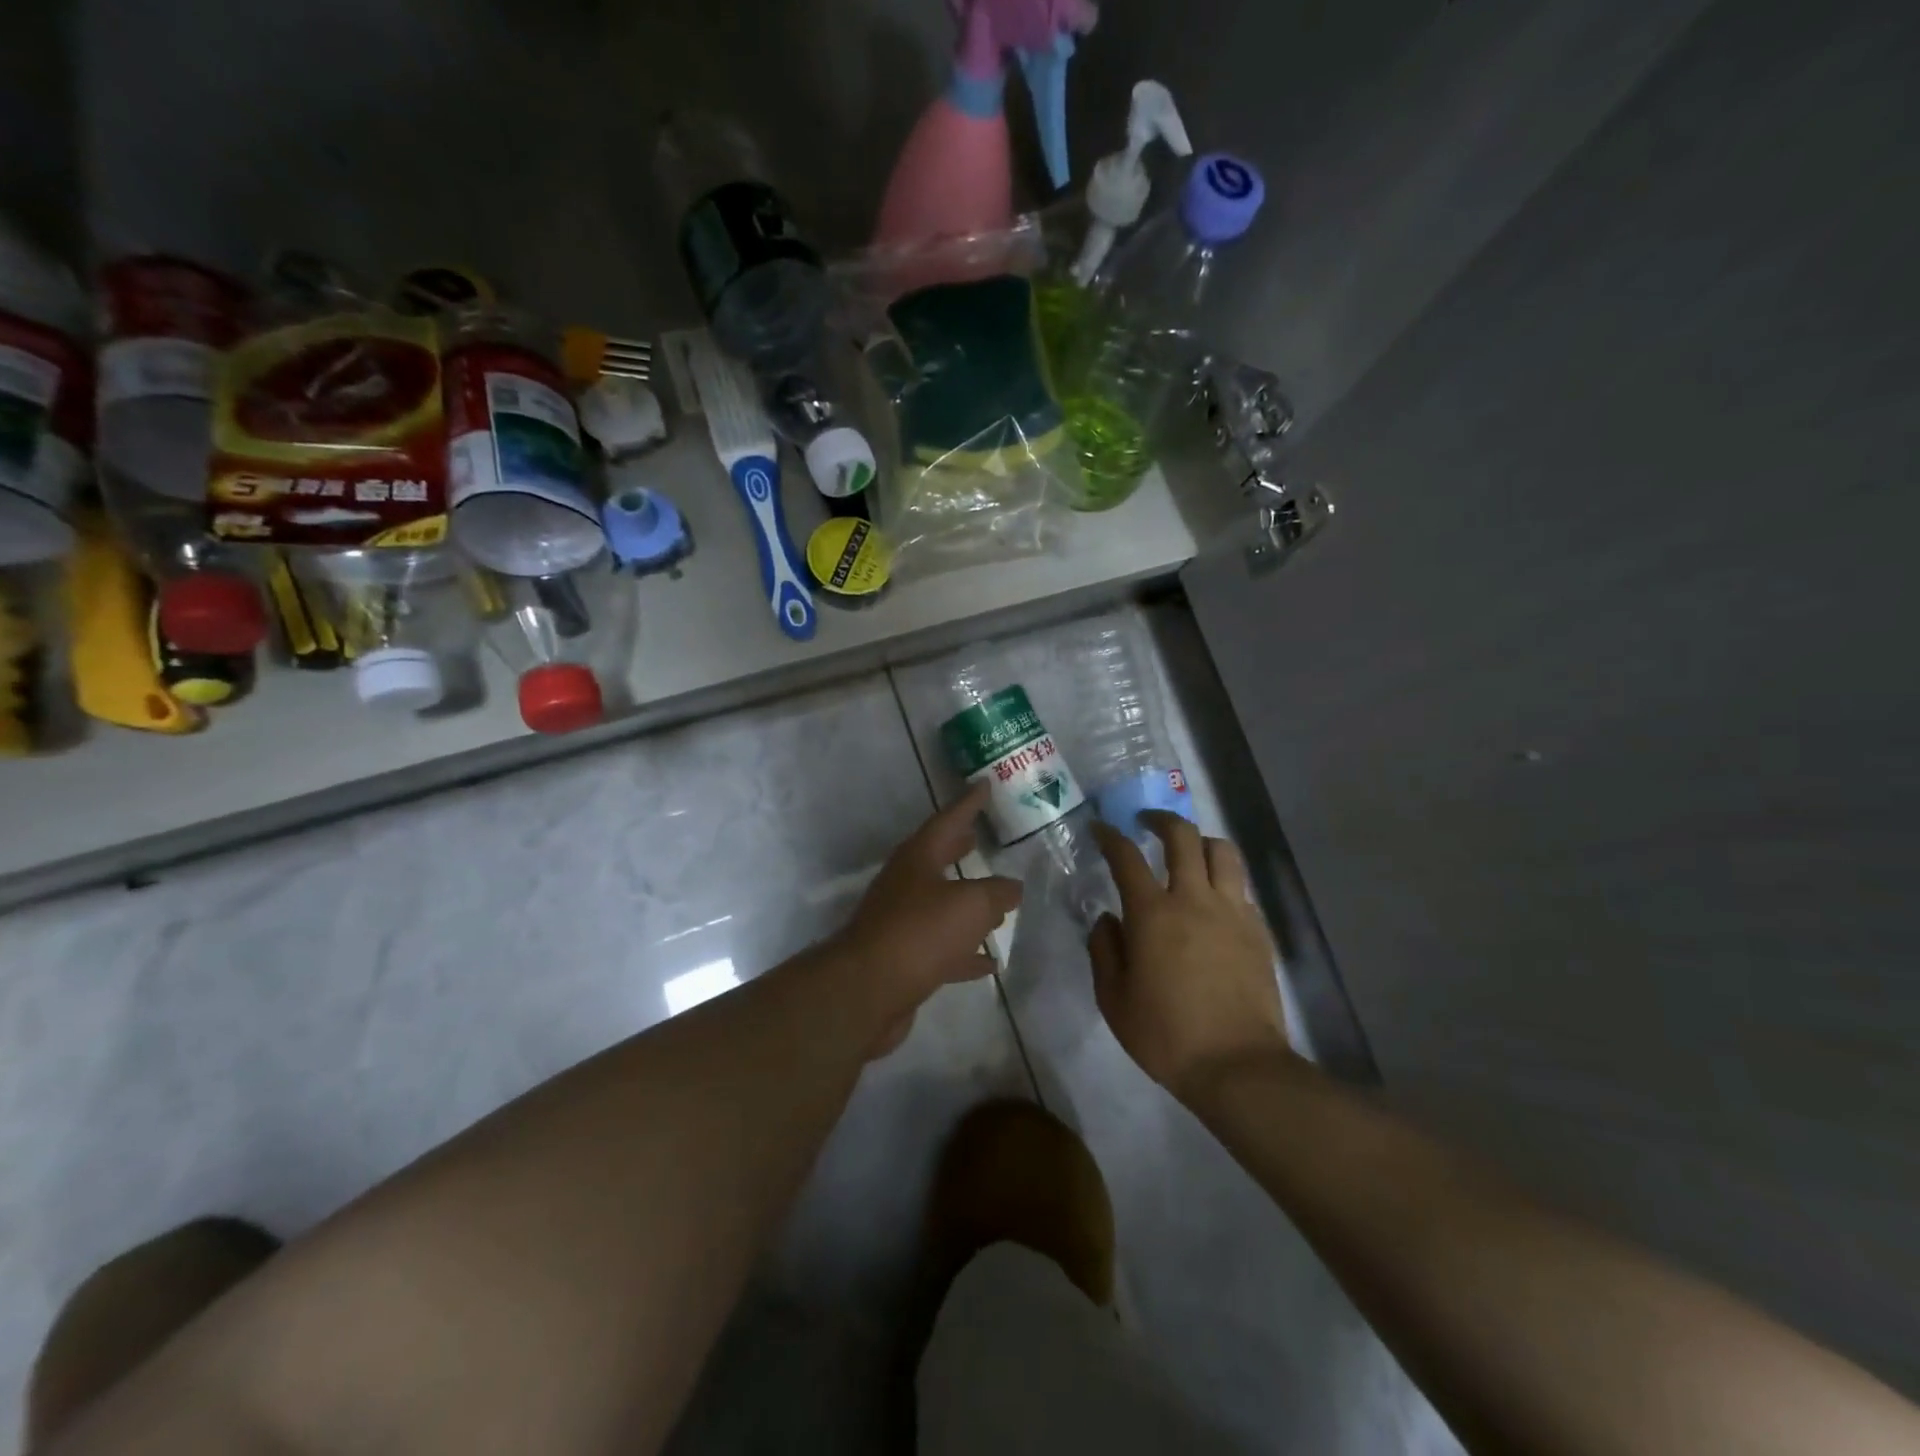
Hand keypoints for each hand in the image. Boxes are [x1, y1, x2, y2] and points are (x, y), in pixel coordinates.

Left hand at [831, 783, 1022, 1052]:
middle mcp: (906, 884)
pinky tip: (989, 962)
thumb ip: (997, 892)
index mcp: (918, 858)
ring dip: (967, 902)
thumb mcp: (971, 904)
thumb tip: (1013, 888)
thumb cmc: (921, 932)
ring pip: (941, 904)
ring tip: (998, 902)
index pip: (948, 820)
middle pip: (937, 858)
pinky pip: (942, 947)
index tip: (984, 784)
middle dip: (959, 847)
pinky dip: (966, 951)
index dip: (968, 803)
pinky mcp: (904, 958)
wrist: (868, 989)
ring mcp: (901, 921)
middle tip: (980, 835)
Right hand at [1088, 813, 1290, 1098]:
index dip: (1110, 836)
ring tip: (1187, 852)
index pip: (1126, 857)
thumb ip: (1104, 950)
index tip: (1101, 829)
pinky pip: (1240, 887)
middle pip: (1182, 836)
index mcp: (1152, 913)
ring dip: (1200, 841)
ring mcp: (1232, 912)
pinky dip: (1223, 880)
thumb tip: (1107, 919)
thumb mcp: (1114, 999)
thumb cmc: (1165, 1035)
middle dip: (1161, 820)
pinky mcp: (1258, 930)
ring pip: (1222, 851)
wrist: (1237, 1065)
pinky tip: (1213, 899)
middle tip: (1146, 823)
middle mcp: (1194, 899)